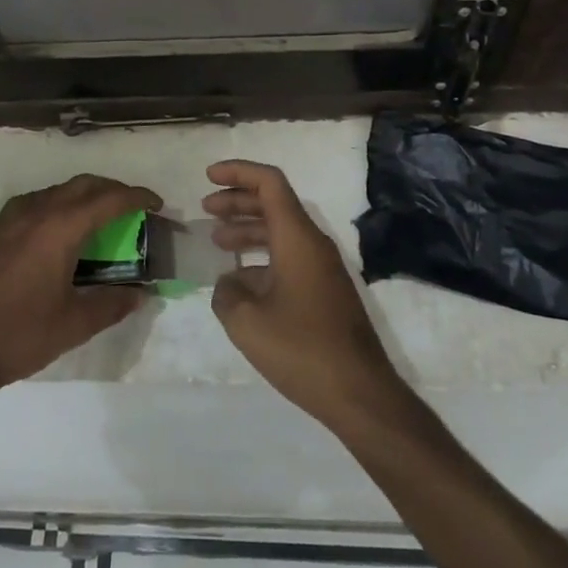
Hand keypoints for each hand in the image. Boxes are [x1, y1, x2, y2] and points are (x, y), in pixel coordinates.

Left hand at [0, 174, 158, 396]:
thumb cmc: (20, 335)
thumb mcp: (75, 324)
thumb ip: (112, 303)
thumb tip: (141, 293)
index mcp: (60, 229)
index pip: (109, 200)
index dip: (137, 197)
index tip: (157, 205)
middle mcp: (37, 212)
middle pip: (84, 185)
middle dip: (114, 190)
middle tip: (135, 209)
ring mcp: (12, 219)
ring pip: (59, 191)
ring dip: (86, 196)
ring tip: (103, 218)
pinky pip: (37, 202)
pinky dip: (60, 204)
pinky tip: (62, 231)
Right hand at [204, 160, 402, 426]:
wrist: (360, 394)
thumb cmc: (302, 349)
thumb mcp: (247, 322)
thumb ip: (227, 293)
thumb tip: (229, 283)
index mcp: (297, 238)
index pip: (269, 183)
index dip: (238, 172)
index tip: (208, 176)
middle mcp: (313, 244)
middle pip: (274, 204)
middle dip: (238, 200)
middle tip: (207, 208)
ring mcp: (323, 268)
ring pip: (282, 232)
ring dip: (249, 229)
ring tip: (218, 240)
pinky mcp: (326, 292)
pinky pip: (290, 257)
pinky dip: (263, 256)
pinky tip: (241, 280)